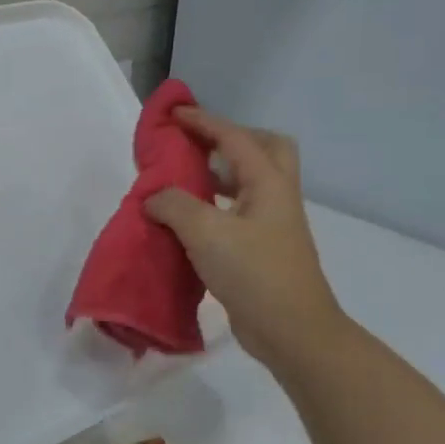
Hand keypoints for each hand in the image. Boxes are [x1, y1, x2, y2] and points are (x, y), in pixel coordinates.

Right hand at [144, 109, 350, 372]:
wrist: (291, 329)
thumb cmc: (253, 273)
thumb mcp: (206, 233)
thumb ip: (174, 206)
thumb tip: (153, 197)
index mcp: (268, 184)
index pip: (234, 139)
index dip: (203, 122)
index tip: (174, 114)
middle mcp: (275, 197)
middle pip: (264, 150)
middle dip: (231, 139)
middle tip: (198, 144)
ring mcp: (272, 225)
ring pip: (251, 182)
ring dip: (221, 173)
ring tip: (184, 178)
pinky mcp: (262, 250)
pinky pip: (238, 212)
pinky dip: (215, 205)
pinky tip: (189, 221)